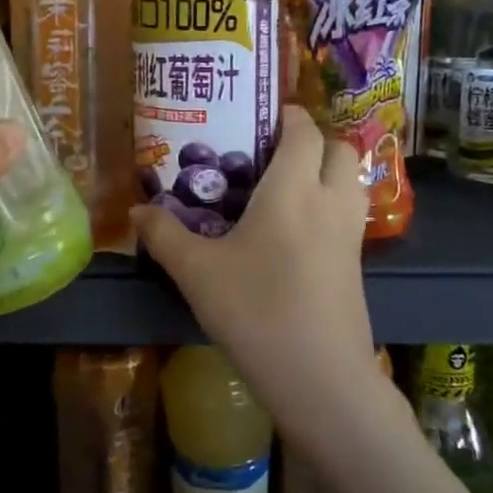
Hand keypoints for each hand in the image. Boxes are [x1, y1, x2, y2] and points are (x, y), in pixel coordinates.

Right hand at [133, 108, 374, 430]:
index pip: (303, 130)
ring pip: (349, 181)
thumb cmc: (255, 310)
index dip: (288, 115)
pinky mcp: (357, 266)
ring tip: (282, 187)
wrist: (319, 378)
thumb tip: (135, 212)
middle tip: (269, 154)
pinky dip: (328, 204)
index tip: (261, 115)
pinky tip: (293, 232)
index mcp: (292, 189)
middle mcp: (329, 201)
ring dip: (325, 171)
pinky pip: (348, 214)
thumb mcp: (196, 271)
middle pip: (338, 148)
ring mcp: (350, 235)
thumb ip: (164, 235)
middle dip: (311, 140)